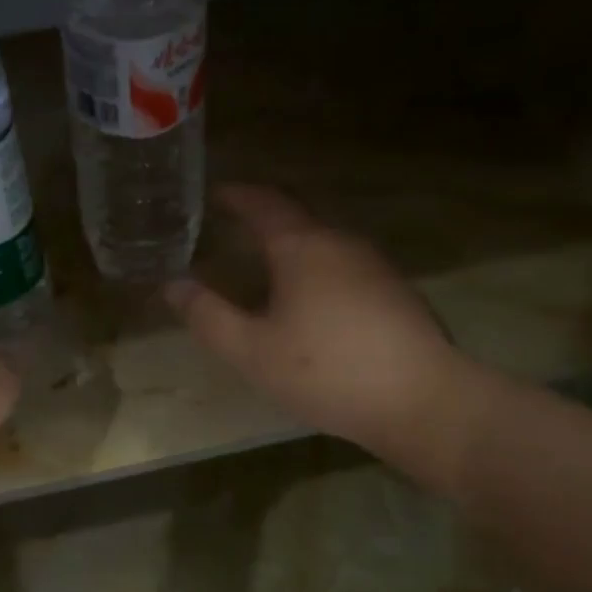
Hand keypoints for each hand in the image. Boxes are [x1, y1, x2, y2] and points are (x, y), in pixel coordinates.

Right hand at [168, 185, 474, 473]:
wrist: (419, 399)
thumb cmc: (325, 371)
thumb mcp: (252, 351)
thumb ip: (208, 317)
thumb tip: (172, 285)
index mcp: (302, 247)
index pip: (264, 203)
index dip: (236, 195)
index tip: (215, 192)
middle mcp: (341, 243)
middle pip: (299, 215)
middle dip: (265, 216)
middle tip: (236, 226)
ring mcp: (376, 266)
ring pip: (325, 242)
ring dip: (294, 244)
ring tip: (268, 264)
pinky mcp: (396, 292)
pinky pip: (346, 266)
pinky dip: (319, 269)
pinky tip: (314, 300)